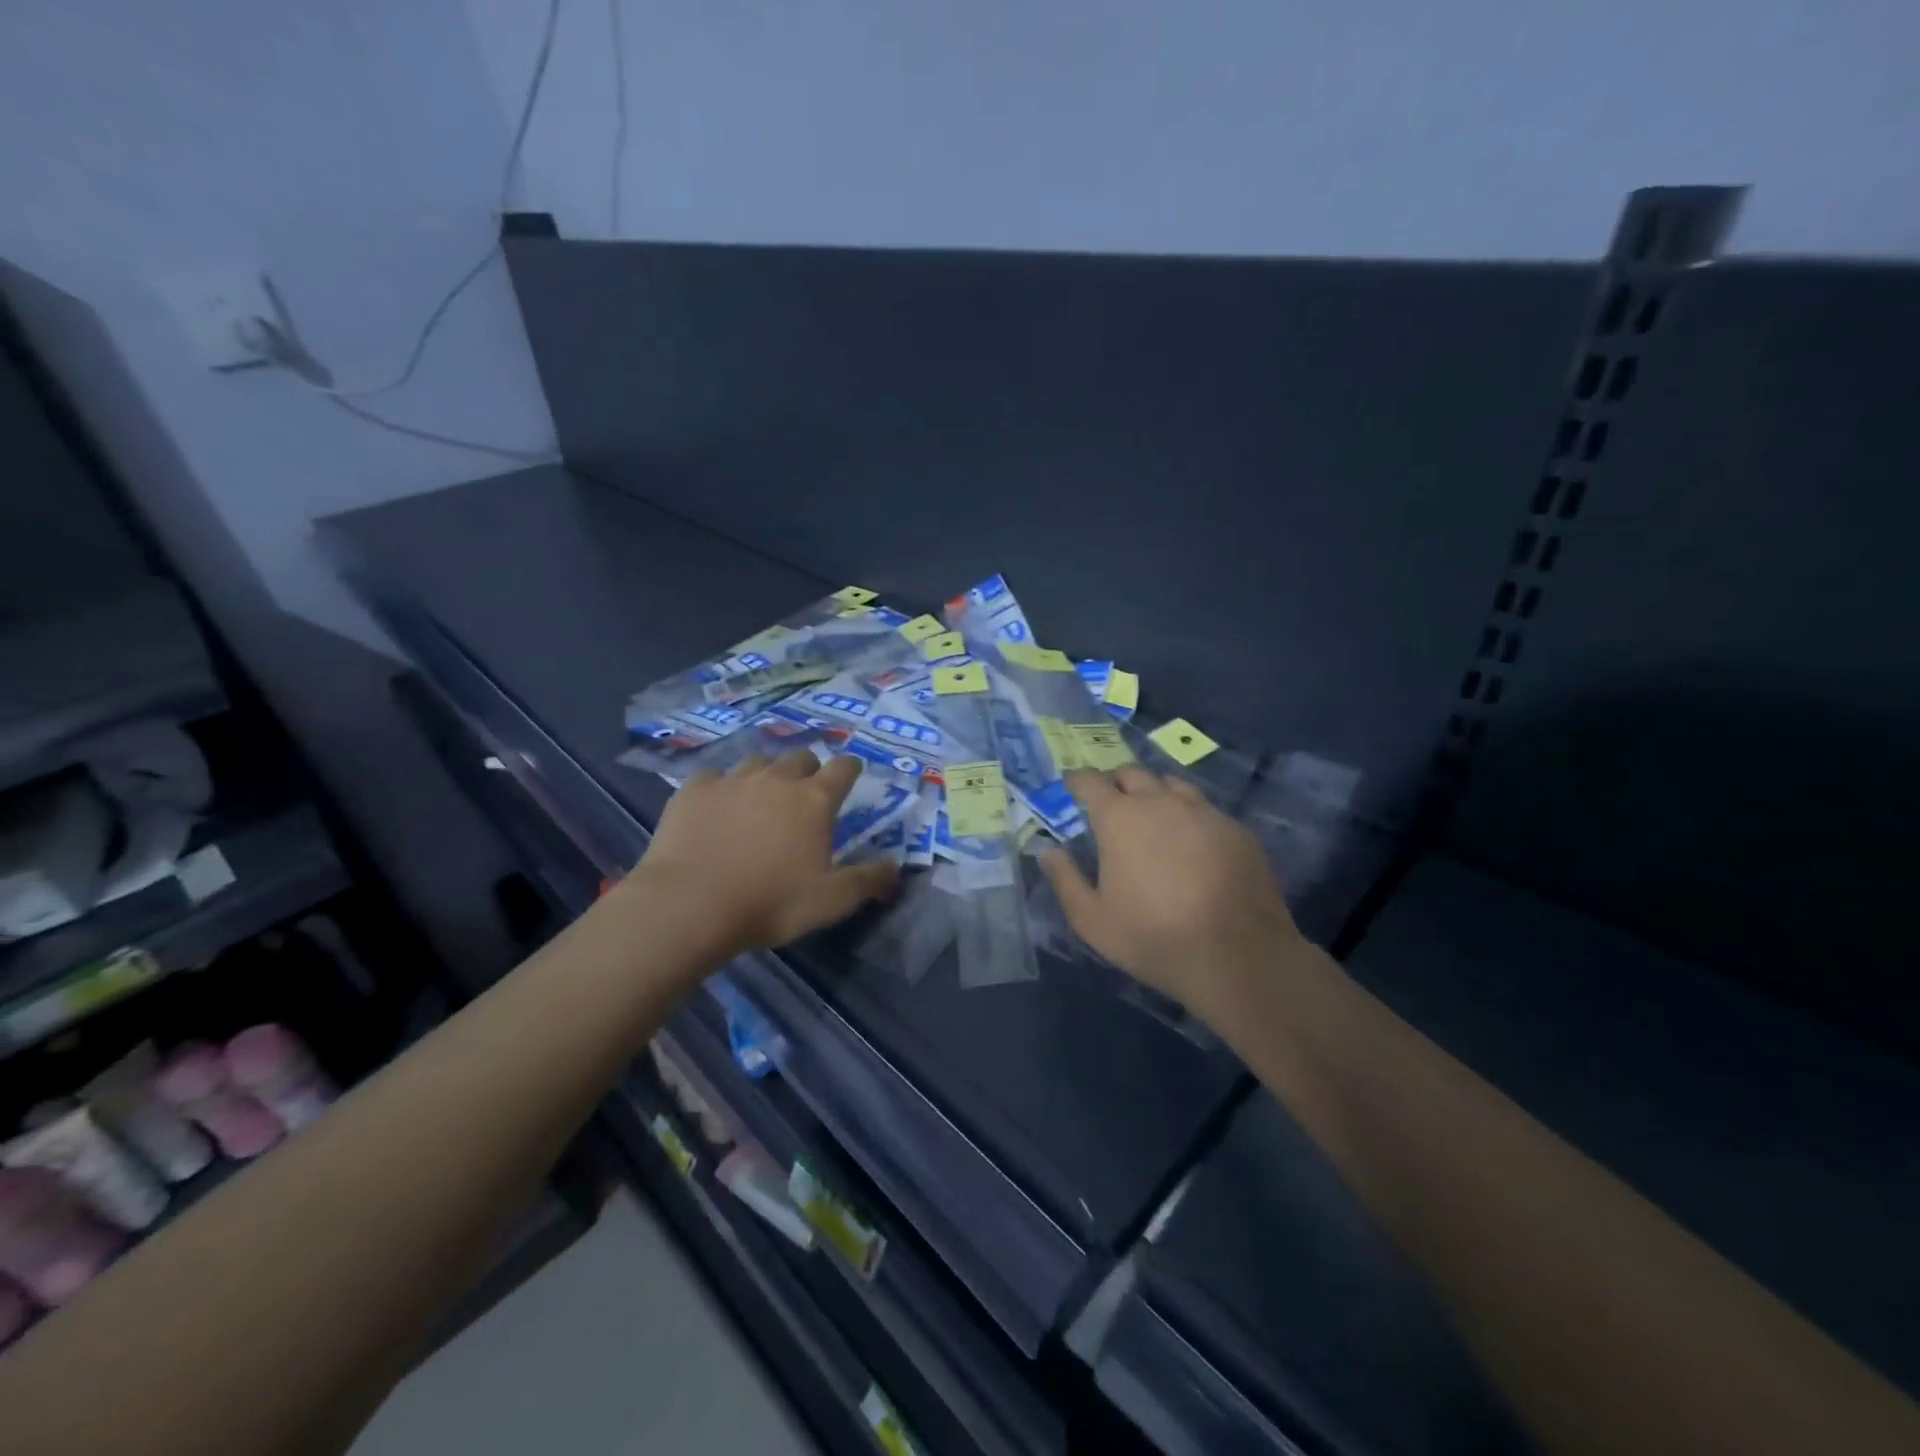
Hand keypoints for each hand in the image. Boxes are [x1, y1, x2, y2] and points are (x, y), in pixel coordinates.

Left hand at [631, 751, 897, 959]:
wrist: (690, 905)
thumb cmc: (771, 903)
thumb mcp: (832, 901)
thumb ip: (869, 880)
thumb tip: (896, 867)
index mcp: (814, 800)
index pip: (843, 769)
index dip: (850, 768)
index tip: (852, 772)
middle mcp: (777, 780)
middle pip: (800, 758)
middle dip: (809, 769)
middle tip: (806, 792)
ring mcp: (733, 780)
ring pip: (758, 763)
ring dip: (767, 775)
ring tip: (761, 798)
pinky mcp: (694, 790)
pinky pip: (714, 778)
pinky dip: (722, 789)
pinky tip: (717, 808)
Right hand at [1040, 766, 1302, 1016]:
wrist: (1238, 956)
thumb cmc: (1154, 937)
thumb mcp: (1092, 919)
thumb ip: (1065, 879)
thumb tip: (1048, 851)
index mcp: (1120, 818)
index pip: (1091, 781)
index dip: (1078, 780)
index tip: (1071, 785)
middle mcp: (1161, 802)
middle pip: (1133, 773)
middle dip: (1115, 781)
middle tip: (1109, 801)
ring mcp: (1203, 812)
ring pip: (1172, 784)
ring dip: (1154, 792)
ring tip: (1151, 814)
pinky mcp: (1236, 829)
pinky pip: (1205, 809)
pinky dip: (1188, 815)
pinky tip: (1191, 842)